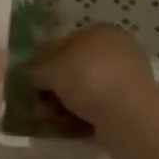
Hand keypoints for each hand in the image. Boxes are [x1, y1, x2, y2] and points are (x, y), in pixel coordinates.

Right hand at [26, 24, 158, 128]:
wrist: (128, 114)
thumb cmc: (88, 78)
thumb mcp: (51, 68)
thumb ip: (35, 68)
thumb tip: (28, 72)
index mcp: (100, 31)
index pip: (63, 43)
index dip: (44, 62)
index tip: (32, 81)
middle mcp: (116, 50)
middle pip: (73, 69)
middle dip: (54, 88)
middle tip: (40, 104)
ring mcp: (125, 78)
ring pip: (84, 91)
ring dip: (64, 105)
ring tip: (52, 119)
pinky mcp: (130, 104)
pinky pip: (98, 107)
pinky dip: (82, 116)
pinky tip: (69, 126)